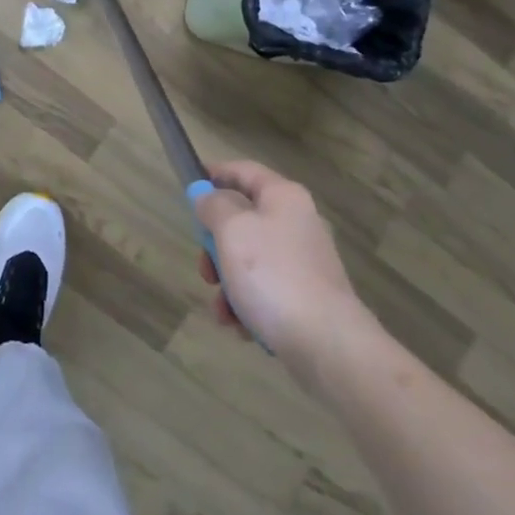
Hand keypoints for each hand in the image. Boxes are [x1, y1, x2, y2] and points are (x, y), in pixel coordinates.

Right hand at [194, 160, 369, 364]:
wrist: (327, 344)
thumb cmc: (272, 275)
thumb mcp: (231, 231)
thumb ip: (213, 206)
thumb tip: (205, 194)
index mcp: (283, 197)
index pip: (243, 170)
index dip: (214, 174)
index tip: (188, 187)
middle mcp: (297, 222)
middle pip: (242, 220)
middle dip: (215, 245)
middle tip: (204, 269)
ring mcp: (304, 262)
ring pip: (249, 260)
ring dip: (228, 282)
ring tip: (223, 310)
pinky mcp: (307, 297)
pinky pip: (265, 290)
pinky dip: (247, 304)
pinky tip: (240, 326)